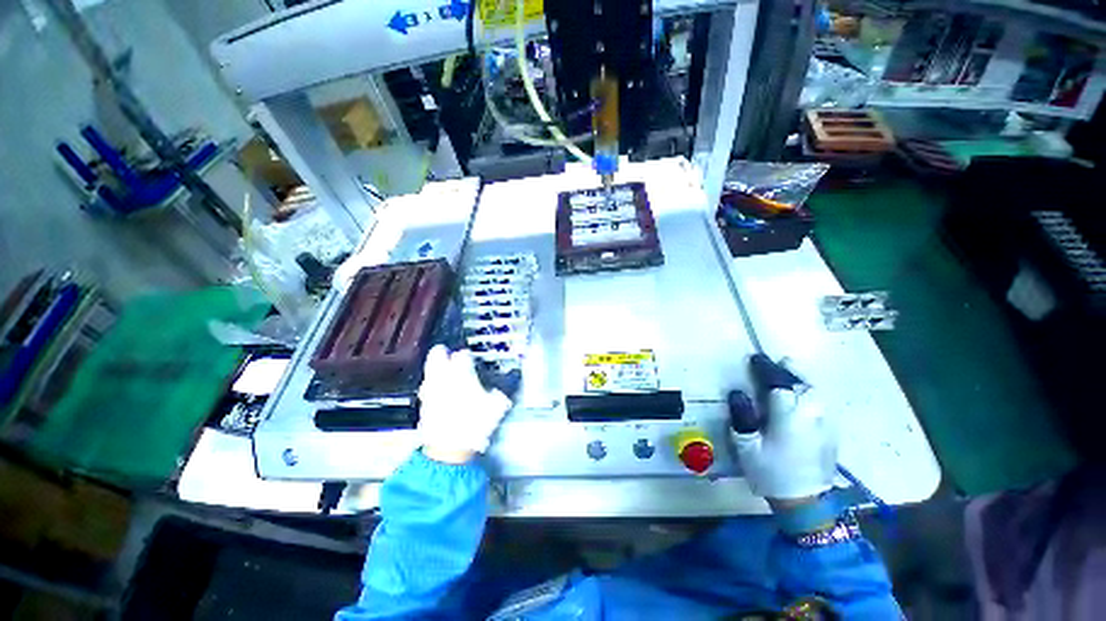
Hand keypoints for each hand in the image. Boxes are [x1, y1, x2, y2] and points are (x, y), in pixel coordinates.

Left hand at [417, 346, 511, 461]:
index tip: (471, 358)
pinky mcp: (423, 403)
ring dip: (437, 369)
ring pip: (430, 370)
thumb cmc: (473, 425)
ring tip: (447, 374)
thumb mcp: (496, 407)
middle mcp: (443, 378)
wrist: (448, 450)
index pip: (463, 354)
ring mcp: (430, 390)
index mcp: (462, 373)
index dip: (468, 354)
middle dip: (444, 352)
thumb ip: (499, 393)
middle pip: (437, 353)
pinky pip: (427, 387)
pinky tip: (441, 394)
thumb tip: (501, 390)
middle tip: (450, 354)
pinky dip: (433, 386)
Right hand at [732, 356, 837, 501]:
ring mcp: (825, 419)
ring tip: (787, 372)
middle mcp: (811, 410)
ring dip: (799, 378)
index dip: (764, 368)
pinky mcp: (832, 429)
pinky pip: (821, 400)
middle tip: (770, 364)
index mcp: (789, 411)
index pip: (776, 380)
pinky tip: (802, 393)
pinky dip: (810, 391)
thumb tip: (738, 393)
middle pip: (800, 380)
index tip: (754, 359)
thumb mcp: (746, 444)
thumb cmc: (771, 471)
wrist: (806, 502)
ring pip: (814, 388)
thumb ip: (742, 415)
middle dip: (784, 370)